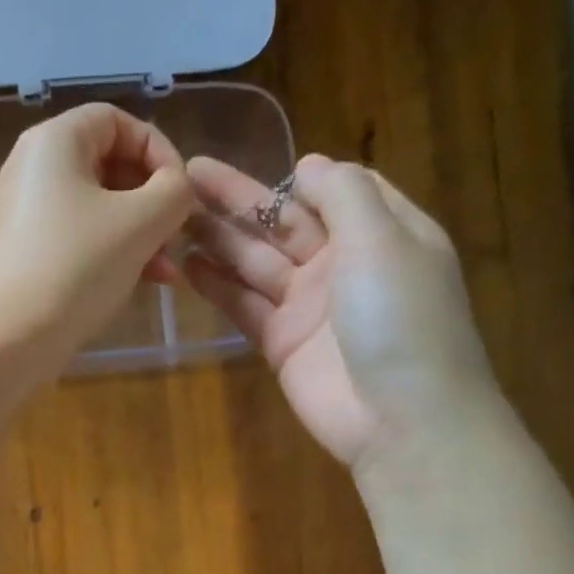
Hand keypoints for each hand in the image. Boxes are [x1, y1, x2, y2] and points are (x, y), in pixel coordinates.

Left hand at [0, 104, 195, 366]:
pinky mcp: (24, 255)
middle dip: (151, 201)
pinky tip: (137, 283)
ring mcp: (26, 215)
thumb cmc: (74, 269)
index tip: (181, 195)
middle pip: (108, 165)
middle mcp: (34, 169)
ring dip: (138, 234)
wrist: (3, 340)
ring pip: (97, 209)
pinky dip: (110, 254)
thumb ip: (174, 192)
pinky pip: (77, 239)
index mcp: (55, 141)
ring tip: (164, 273)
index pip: (118, 121)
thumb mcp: (139, 223)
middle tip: (175, 237)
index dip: (159, 150)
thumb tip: (178, 188)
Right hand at [185, 153, 492, 467]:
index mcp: (381, 232)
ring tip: (173, 214)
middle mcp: (344, 264)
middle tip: (186, 174)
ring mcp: (310, 306)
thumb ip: (344, 194)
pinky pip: (245, 306)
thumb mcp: (383, 239)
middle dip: (239, 199)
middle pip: (284, 222)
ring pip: (257, 262)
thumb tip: (308, 164)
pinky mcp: (282, 343)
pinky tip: (187, 264)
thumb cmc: (401, 318)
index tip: (256, 155)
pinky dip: (218, 286)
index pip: (338, 190)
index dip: (298, 175)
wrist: (400, 418)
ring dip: (219, 238)